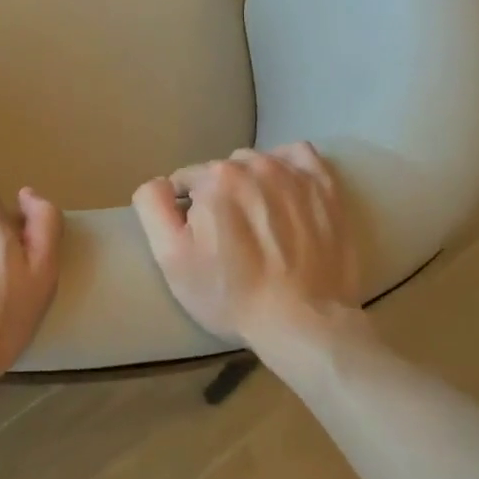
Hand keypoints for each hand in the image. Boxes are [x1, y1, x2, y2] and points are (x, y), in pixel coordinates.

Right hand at [132, 143, 358, 348]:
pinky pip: (298, 156)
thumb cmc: (229, 294)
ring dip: (252, 185)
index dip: (187, 210)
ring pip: (258, 164)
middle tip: (230, 237)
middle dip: (221, 196)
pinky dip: (287, 167)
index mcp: (215, 178)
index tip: (200, 239)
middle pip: (223, 171)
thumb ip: (153, 207)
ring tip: (260, 224)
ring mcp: (295, 174)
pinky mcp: (326, 187)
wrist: (302, 321)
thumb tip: (159, 183)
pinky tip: (285, 194)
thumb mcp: (171, 257)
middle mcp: (255, 165)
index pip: (187, 180)